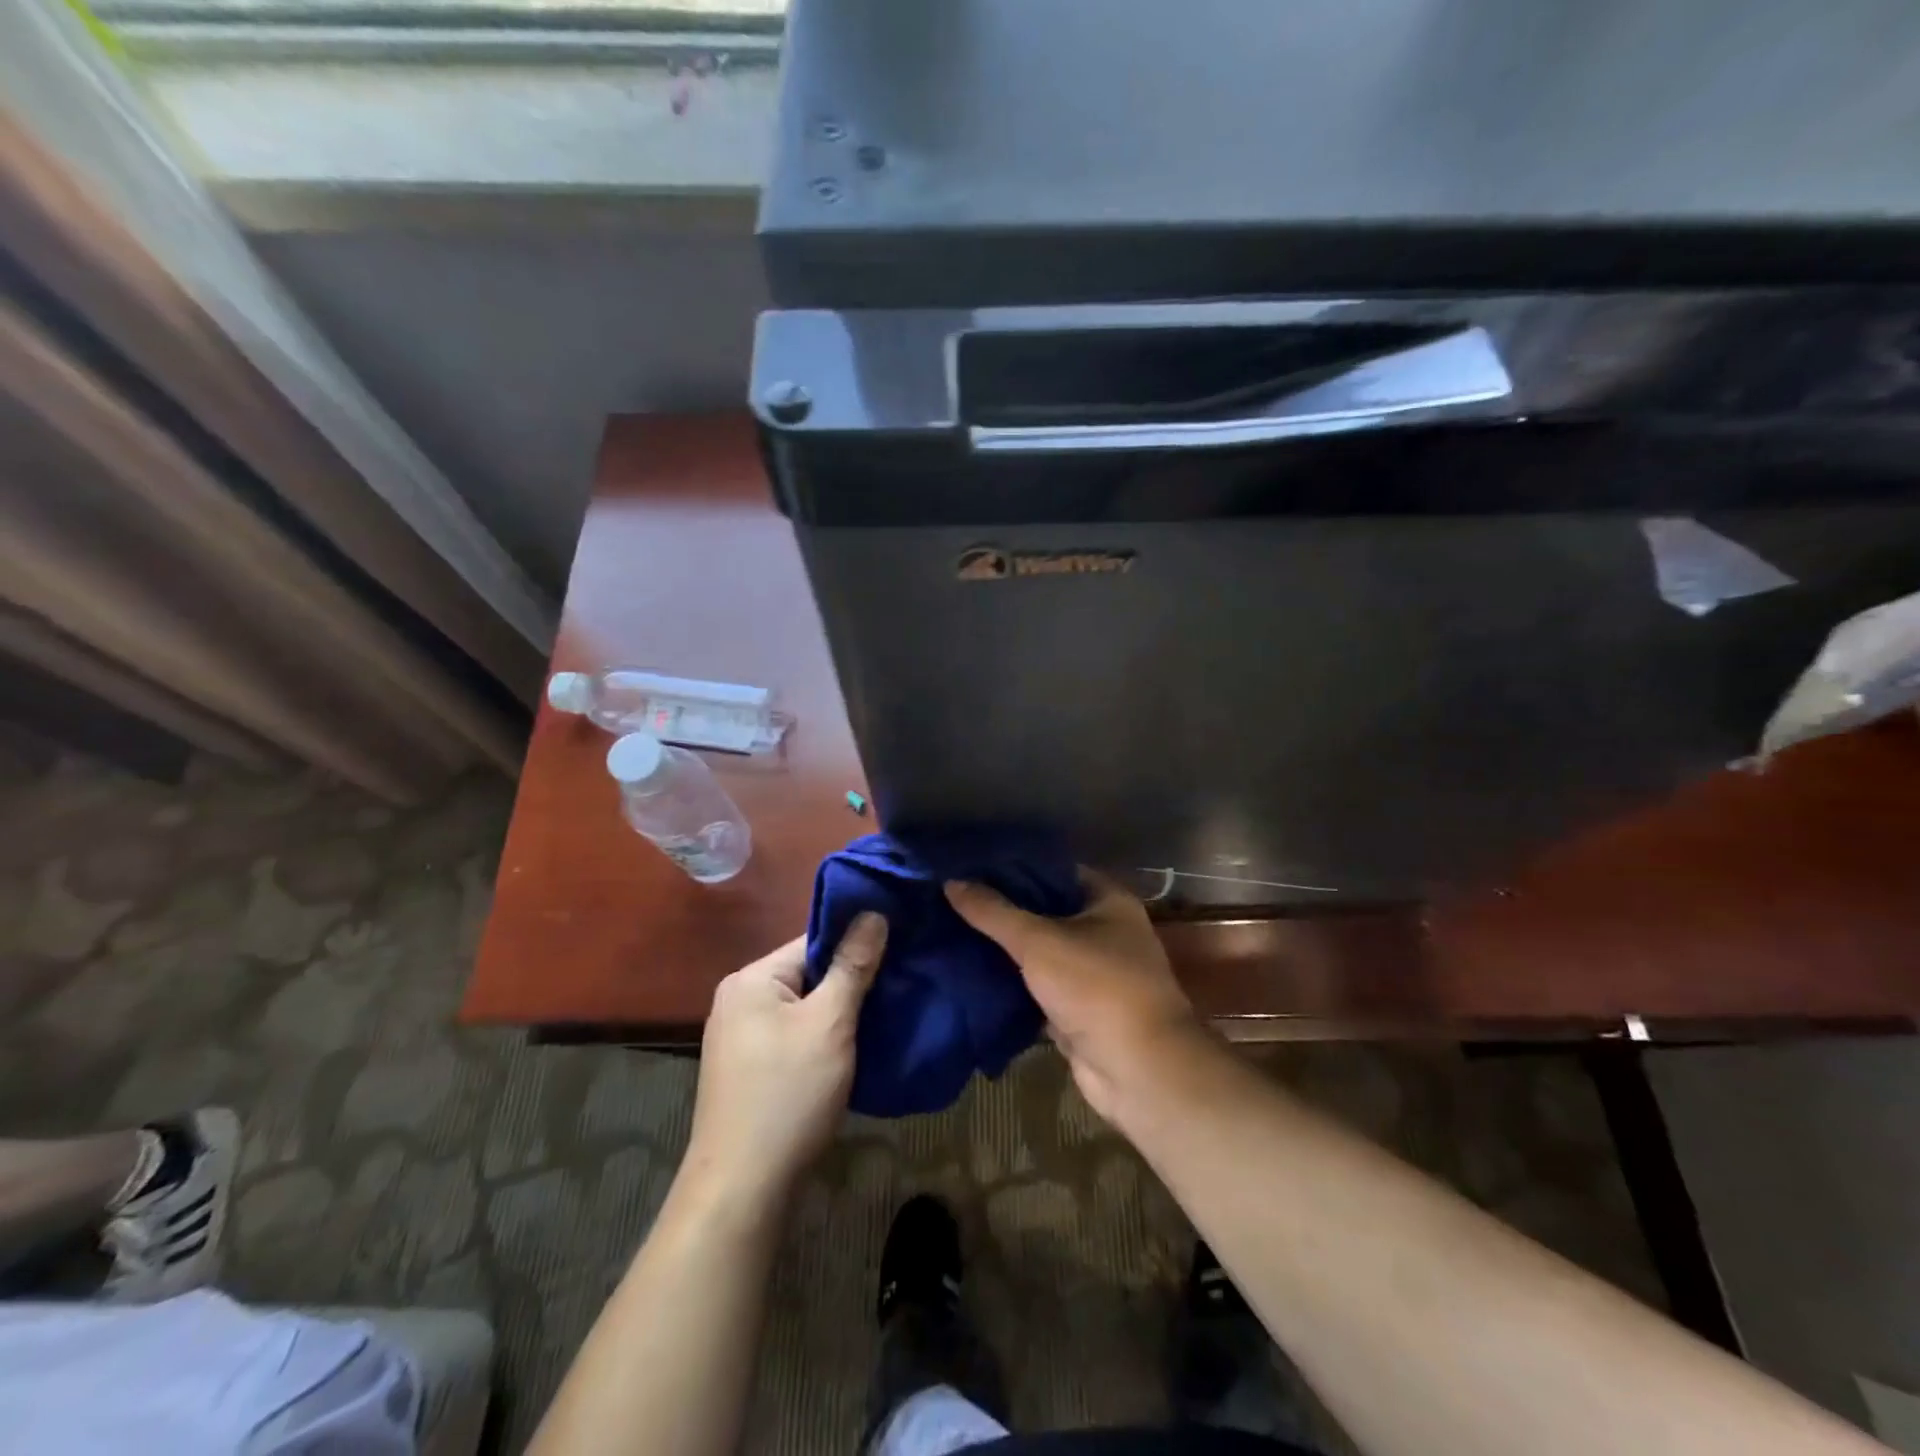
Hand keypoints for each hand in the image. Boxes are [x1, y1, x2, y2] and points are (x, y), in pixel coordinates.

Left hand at [684, 913, 886, 1202]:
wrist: (741, 1189)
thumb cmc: (787, 1095)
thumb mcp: (830, 1023)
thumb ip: (853, 966)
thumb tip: (874, 912)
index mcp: (751, 978)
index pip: (813, 941)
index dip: (857, 946)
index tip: (899, 953)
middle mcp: (739, 999)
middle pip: (808, 974)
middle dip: (850, 983)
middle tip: (899, 988)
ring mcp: (740, 1037)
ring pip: (804, 1008)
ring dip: (839, 1014)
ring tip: (884, 1016)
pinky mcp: (748, 1069)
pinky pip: (793, 1035)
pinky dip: (822, 1038)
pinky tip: (853, 1049)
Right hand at [945, 871, 1200, 1120]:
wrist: (1138, 1070)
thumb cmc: (1096, 988)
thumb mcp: (1038, 941)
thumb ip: (994, 912)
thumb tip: (952, 881)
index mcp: (1107, 900)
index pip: (1053, 871)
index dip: (1014, 868)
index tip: (971, 867)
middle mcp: (1105, 930)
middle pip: (1045, 911)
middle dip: (1003, 910)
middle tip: (954, 900)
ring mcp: (1093, 972)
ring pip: (1040, 952)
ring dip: (1005, 949)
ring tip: (953, 931)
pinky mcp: (1079, 1009)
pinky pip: (1038, 987)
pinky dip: (1012, 984)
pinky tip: (971, 973)